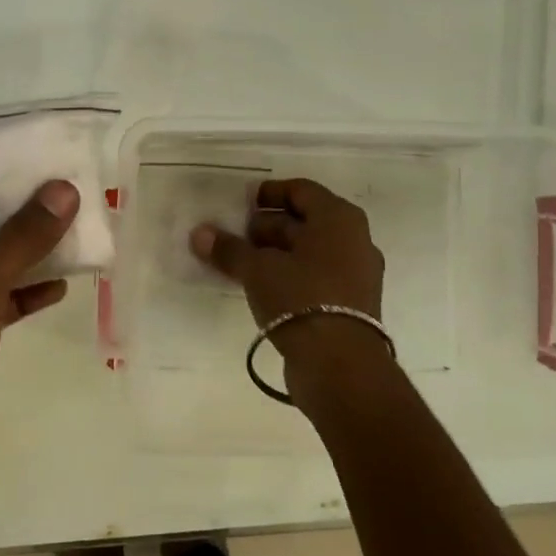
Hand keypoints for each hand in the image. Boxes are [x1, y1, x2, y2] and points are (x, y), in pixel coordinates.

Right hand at [190, 178, 388, 379]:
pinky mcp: (350, 304)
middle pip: (305, 221)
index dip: (268, 193)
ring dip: (275, 254)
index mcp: (338, 218)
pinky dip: (289, 276)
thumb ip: (229, 248)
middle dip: (267, 226)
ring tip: (241, 263)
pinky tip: (261, 288)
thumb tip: (199, 233)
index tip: (240, 204)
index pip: (300, 190)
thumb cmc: (301, 298)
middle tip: (234, 235)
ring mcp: (356, 274)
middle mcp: (354, 240)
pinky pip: (315, 277)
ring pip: (309, 252)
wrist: (340, 365)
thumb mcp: (258, 269)